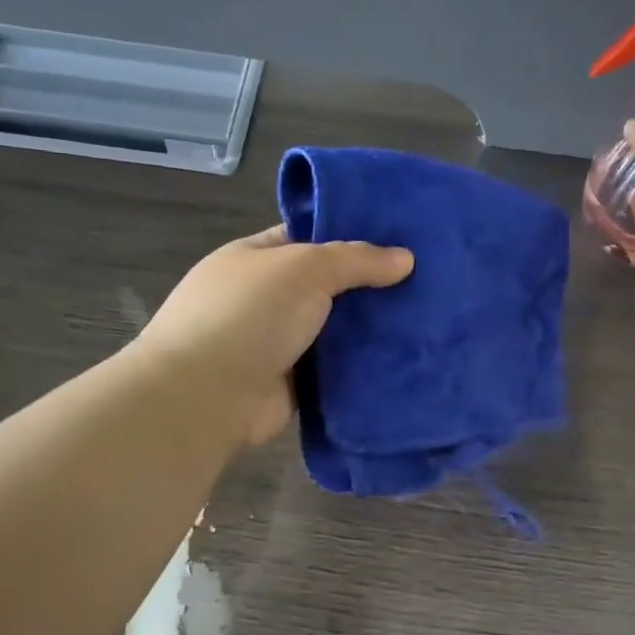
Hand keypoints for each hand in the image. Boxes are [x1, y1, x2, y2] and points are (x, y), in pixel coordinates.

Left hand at [135, 226, 414, 447]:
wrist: (207, 396)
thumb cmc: (249, 315)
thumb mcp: (305, 268)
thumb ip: (356, 260)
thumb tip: (406, 258)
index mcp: (255, 258)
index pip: (308, 239)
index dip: (350, 238)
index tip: (399, 241)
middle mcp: (266, 299)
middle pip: (328, 287)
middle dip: (370, 287)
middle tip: (427, 283)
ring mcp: (278, 344)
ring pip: (336, 331)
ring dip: (371, 330)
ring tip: (428, 321)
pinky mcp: (293, 384)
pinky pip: (336, 369)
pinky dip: (363, 366)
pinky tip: (405, 358)